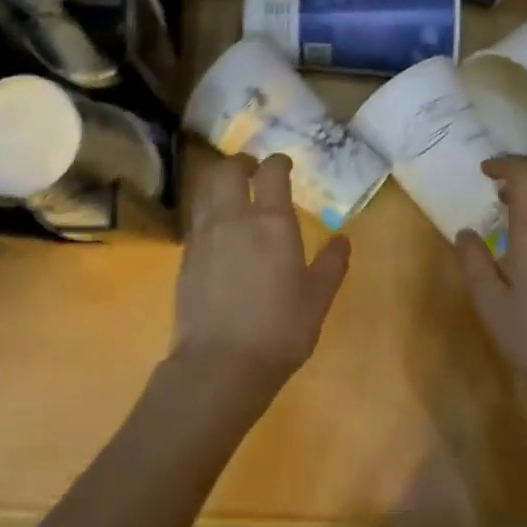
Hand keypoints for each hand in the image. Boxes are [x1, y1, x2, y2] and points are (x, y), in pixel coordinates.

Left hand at [168, 153, 350, 413]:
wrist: (220, 364)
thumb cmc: (279, 331)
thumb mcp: (317, 299)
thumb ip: (331, 265)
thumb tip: (342, 240)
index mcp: (271, 223)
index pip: (271, 172)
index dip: (278, 162)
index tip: (284, 164)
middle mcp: (233, 219)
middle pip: (227, 170)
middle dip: (241, 163)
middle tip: (253, 170)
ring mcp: (203, 236)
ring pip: (205, 190)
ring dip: (219, 183)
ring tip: (232, 193)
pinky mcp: (185, 257)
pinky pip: (196, 219)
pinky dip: (207, 211)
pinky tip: (217, 229)